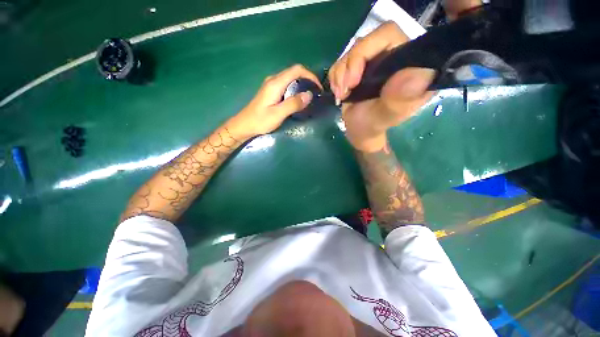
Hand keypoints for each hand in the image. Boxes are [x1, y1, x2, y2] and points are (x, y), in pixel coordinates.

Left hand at [227, 64, 321, 137]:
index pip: (296, 70)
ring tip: (310, 95)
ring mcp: (271, 84)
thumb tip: (309, 94)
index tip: (318, 87)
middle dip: (308, 78)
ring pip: (290, 78)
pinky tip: (298, 98)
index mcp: (275, 83)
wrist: (245, 125)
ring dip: (302, 83)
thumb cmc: (260, 120)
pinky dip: (296, 88)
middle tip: (316, 92)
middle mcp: (273, 80)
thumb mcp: (278, 114)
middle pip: (294, 71)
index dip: (310, 75)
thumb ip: (293, 104)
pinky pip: (286, 84)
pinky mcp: (271, 91)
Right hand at [329, 22, 434, 151]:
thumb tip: (418, 73)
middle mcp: (392, 56)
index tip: (354, 80)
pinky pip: (340, 62)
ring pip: (350, 52)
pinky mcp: (358, 67)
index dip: (367, 50)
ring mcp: (373, 61)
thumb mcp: (388, 116)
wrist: (359, 130)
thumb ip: (401, 99)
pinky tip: (339, 93)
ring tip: (341, 96)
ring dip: (340, 75)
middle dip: (349, 66)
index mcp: (408, 63)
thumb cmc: (374, 125)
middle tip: (344, 91)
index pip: (389, 34)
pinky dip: (335, 78)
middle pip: (365, 41)